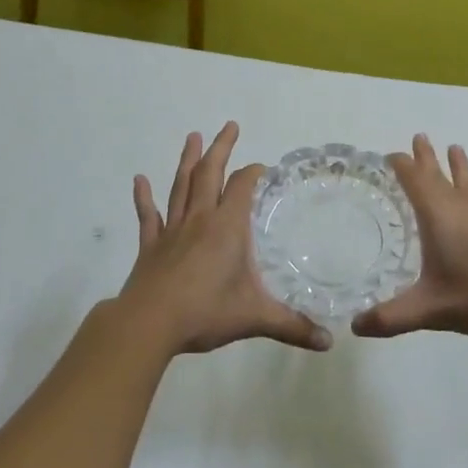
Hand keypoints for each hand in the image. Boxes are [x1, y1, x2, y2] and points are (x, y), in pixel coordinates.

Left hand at [119, 122, 330, 355]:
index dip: (253, 173)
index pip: (242, 187)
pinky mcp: (151, 246)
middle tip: (229, 126)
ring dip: (187, 160)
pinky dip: (144, 198)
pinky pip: (148, 217)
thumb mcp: (255, 318)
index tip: (263, 168)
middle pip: (210, 174)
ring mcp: (172, 231)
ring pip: (181, 187)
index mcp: (227, 227)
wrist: (150, 324)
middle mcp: (200, 219)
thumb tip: (328, 342)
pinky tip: (139, 180)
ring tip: (193, 136)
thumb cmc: (205, 312)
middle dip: (221, 149)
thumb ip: (292, 326)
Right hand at [352, 134, 467, 341]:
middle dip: (426, 156)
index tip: (391, 155)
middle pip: (440, 172)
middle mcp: (463, 203)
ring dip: (459, 164)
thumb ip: (392, 317)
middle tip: (420, 137)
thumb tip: (355, 326)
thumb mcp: (431, 310)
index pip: (414, 180)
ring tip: (455, 148)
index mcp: (438, 215)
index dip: (402, 165)